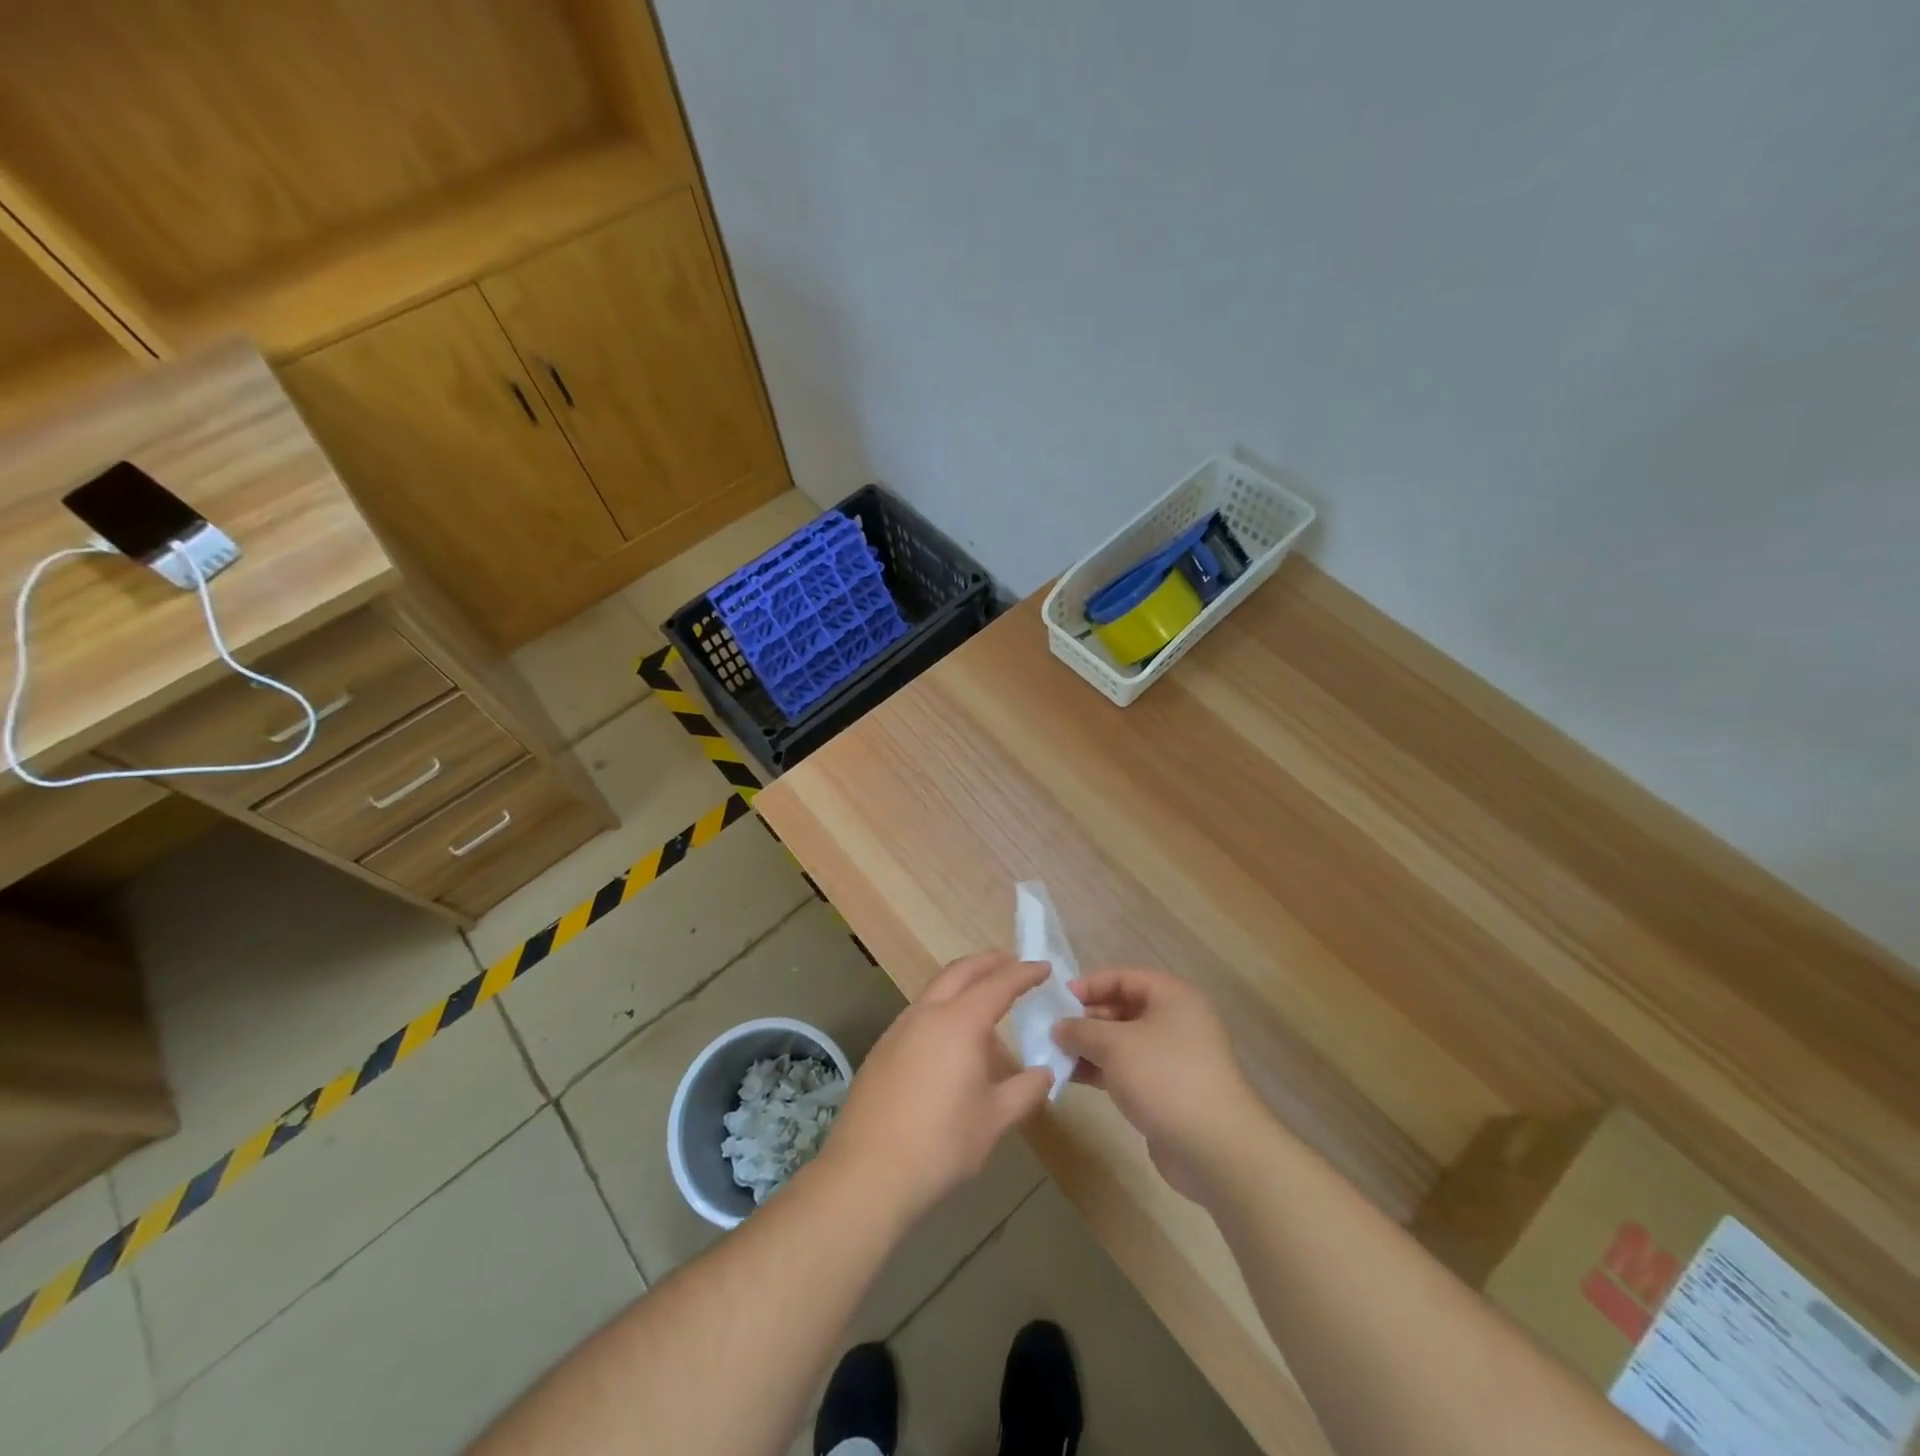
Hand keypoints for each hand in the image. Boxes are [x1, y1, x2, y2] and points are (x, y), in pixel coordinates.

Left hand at [821, 951, 1054, 1225]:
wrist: (868, 1171)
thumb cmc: (941, 1143)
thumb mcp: (994, 1119)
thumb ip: (1025, 1090)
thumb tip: (1046, 1072)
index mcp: (960, 1023)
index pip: (998, 985)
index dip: (1024, 973)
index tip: (1044, 967)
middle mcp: (928, 1014)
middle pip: (960, 972)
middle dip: (988, 962)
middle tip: (1012, 962)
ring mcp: (899, 1028)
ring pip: (935, 988)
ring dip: (962, 981)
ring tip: (983, 994)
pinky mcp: (882, 1048)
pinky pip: (919, 1011)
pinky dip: (942, 1004)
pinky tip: (950, 1033)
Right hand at [1053, 968, 1259, 1201]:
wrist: (1216, 1149)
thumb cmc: (1165, 1078)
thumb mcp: (1115, 1045)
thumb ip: (1082, 1030)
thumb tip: (1059, 1027)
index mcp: (1172, 996)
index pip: (1122, 977)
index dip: (1088, 985)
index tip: (1057, 1001)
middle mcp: (1175, 1020)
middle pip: (1122, 1008)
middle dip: (1086, 1019)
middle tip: (1052, 1032)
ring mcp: (1173, 1057)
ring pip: (1123, 1041)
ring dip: (1090, 1047)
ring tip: (1055, 1056)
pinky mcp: (1167, 1089)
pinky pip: (1128, 1069)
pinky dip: (1102, 1070)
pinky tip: (1073, 1078)